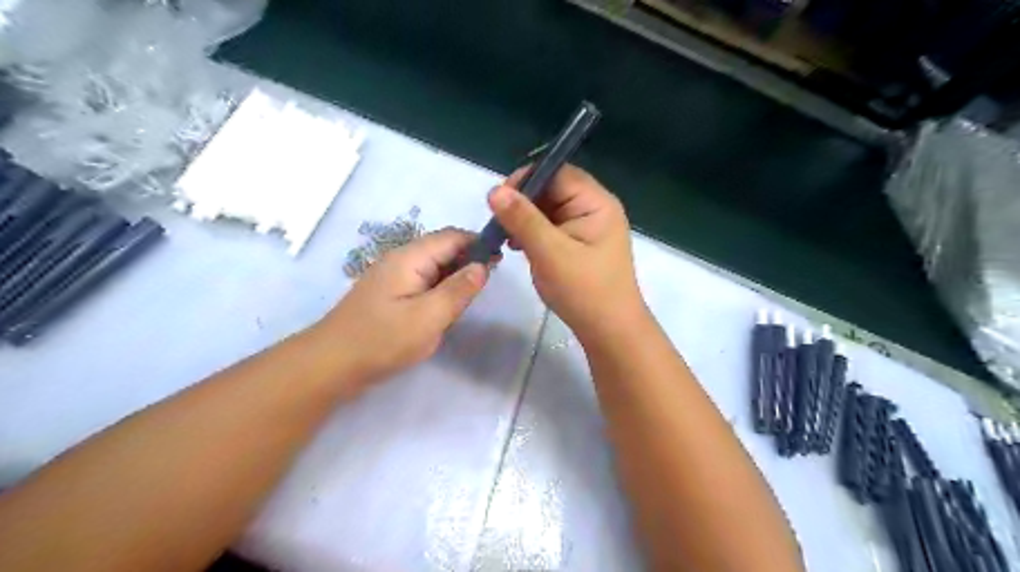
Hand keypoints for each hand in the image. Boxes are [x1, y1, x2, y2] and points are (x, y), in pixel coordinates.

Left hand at [319, 228, 491, 388]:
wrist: (331, 364)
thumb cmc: (382, 339)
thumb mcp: (428, 317)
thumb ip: (458, 290)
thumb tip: (483, 266)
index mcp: (410, 258)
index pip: (452, 236)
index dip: (478, 243)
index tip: (502, 259)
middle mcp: (401, 259)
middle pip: (442, 248)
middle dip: (468, 259)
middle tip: (490, 281)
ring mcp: (393, 276)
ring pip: (433, 265)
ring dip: (455, 274)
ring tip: (473, 294)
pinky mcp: (390, 293)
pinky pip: (423, 281)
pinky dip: (441, 287)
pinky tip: (448, 305)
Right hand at [488, 166, 644, 343]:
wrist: (610, 332)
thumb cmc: (584, 291)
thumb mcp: (550, 253)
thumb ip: (523, 220)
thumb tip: (494, 190)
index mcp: (596, 202)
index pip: (557, 173)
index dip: (527, 179)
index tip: (499, 198)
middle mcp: (594, 208)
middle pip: (553, 190)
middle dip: (524, 202)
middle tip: (499, 222)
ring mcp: (587, 228)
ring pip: (549, 210)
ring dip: (526, 219)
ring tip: (506, 237)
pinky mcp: (579, 245)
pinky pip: (552, 228)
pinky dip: (534, 234)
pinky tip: (518, 247)